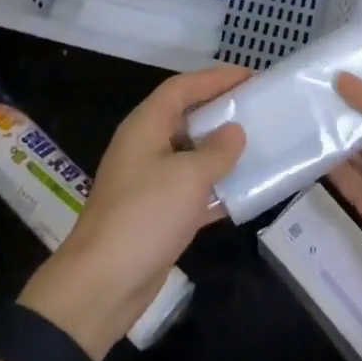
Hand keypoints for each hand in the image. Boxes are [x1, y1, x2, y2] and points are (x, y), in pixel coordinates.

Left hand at [19, 67, 248, 360]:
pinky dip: (216, 188)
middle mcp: (145, 147)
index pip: (181, 88)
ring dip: (221, 150)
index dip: (215, 78)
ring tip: (259, 143)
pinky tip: (245, 191)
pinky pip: (192, 189)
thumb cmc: (145, 216)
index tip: (250, 76)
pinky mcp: (157, 214)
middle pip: (185, 117)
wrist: (103, 284)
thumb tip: (235, 131)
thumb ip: (217, 151)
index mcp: (145, 126)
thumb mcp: (188, 177)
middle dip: (220, 111)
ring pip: (191, 154)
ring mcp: (149, 182)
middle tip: (257, 107)